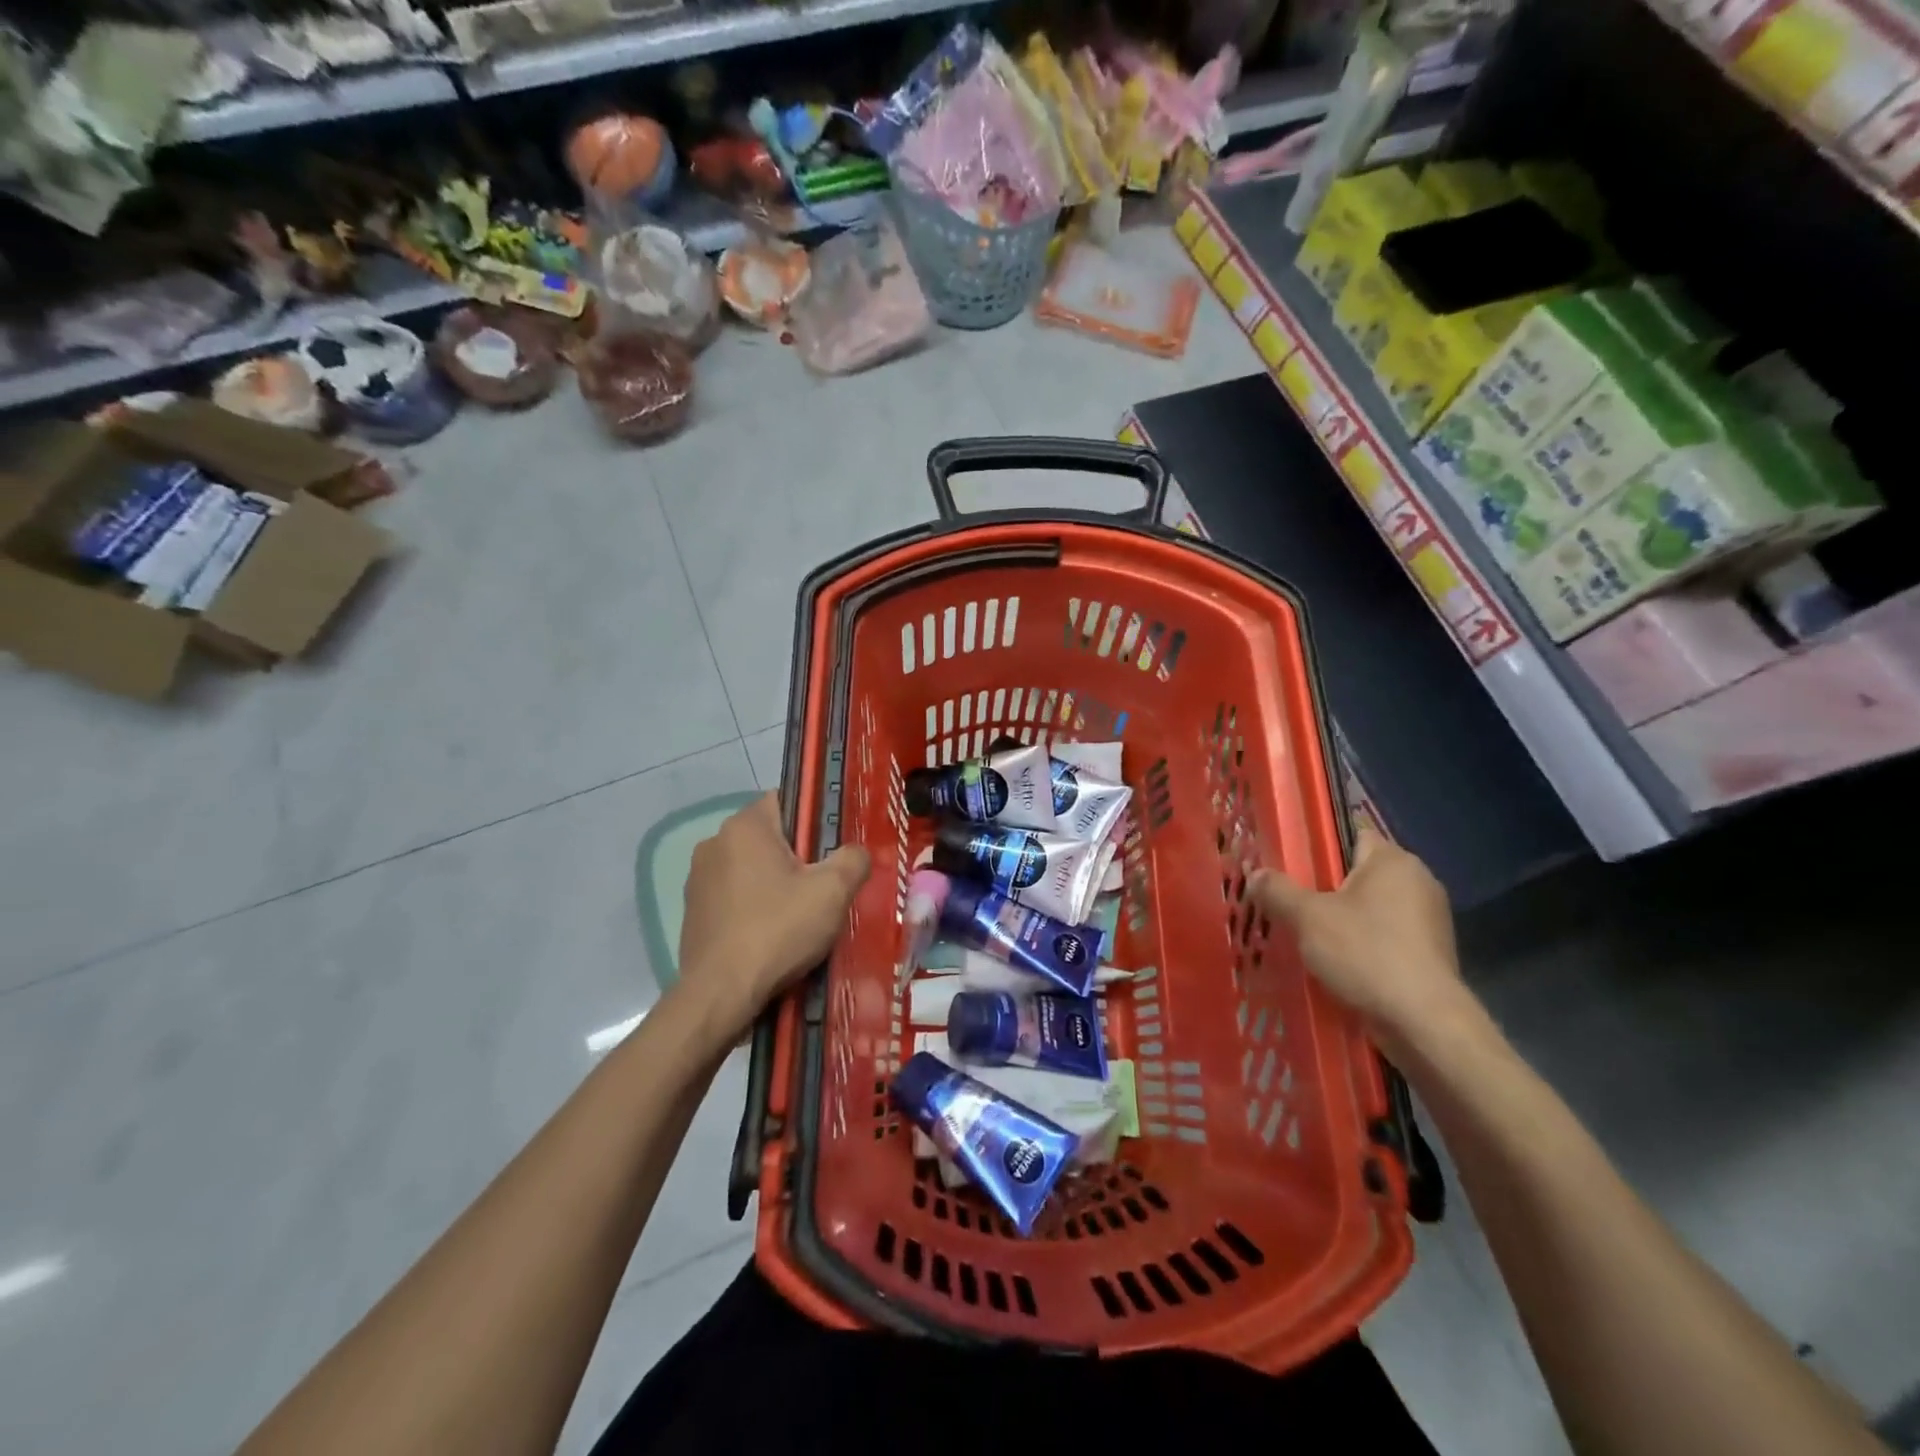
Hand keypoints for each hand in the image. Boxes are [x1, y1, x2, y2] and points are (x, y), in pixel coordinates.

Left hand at [675, 794, 870, 1038]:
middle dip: (799, 856)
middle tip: (825, 886)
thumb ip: (853, 859)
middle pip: (771, 836)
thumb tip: (857, 852)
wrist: (720, 995)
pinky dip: (754, 906)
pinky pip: (734, 894)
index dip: (816, 819)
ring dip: (776, 882)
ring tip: (800, 915)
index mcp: (745, 826)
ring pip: (752, 867)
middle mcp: (715, 842)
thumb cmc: (778, 930)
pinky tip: (771, 934)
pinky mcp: (693, 910)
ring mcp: (698, 877)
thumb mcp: (832, 892)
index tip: (833, 848)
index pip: (788, 800)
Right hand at [1251, 827, 1464, 1053]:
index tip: (1286, 863)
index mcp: (1393, 860)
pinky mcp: (1429, 954)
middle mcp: (1418, 881)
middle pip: (1357, 873)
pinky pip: (1384, 937)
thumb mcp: (1307, 917)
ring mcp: (1428, 920)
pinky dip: (1360, 944)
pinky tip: (1334, 962)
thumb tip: (1255, 874)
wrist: (1424, 1023)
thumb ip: (1278, 891)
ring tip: (1303, 934)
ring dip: (1340, 919)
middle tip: (1286, 901)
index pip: (1349, 834)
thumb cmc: (1366, 953)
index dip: (1315, 846)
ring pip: (1370, 908)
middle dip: (1323, 887)